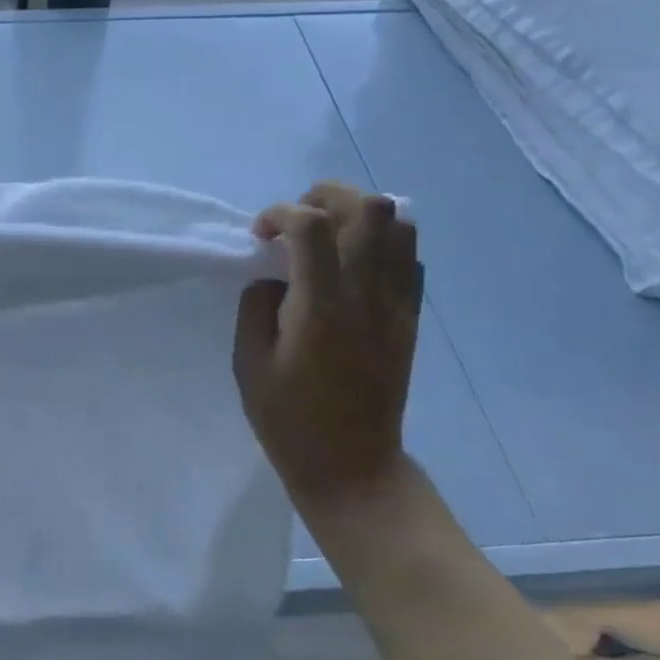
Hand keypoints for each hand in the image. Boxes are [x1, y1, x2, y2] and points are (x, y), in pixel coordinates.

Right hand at [233, 183, 422, 503]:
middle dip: (324, 196)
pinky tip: (353, 265)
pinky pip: (410, 257)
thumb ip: (256, 307)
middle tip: (296, 221)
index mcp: (321, 308)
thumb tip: (273, 278)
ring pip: (398, 223)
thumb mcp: (249, 364)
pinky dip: (381, 242)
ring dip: (358, 214)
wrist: (352, 463)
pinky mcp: (411, 317)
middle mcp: (367, 295)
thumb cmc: (289, 419)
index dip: (280, 214)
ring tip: (328, 236)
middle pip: (366, 207)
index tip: (259, 235)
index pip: (311, 225)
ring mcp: (397, 304)